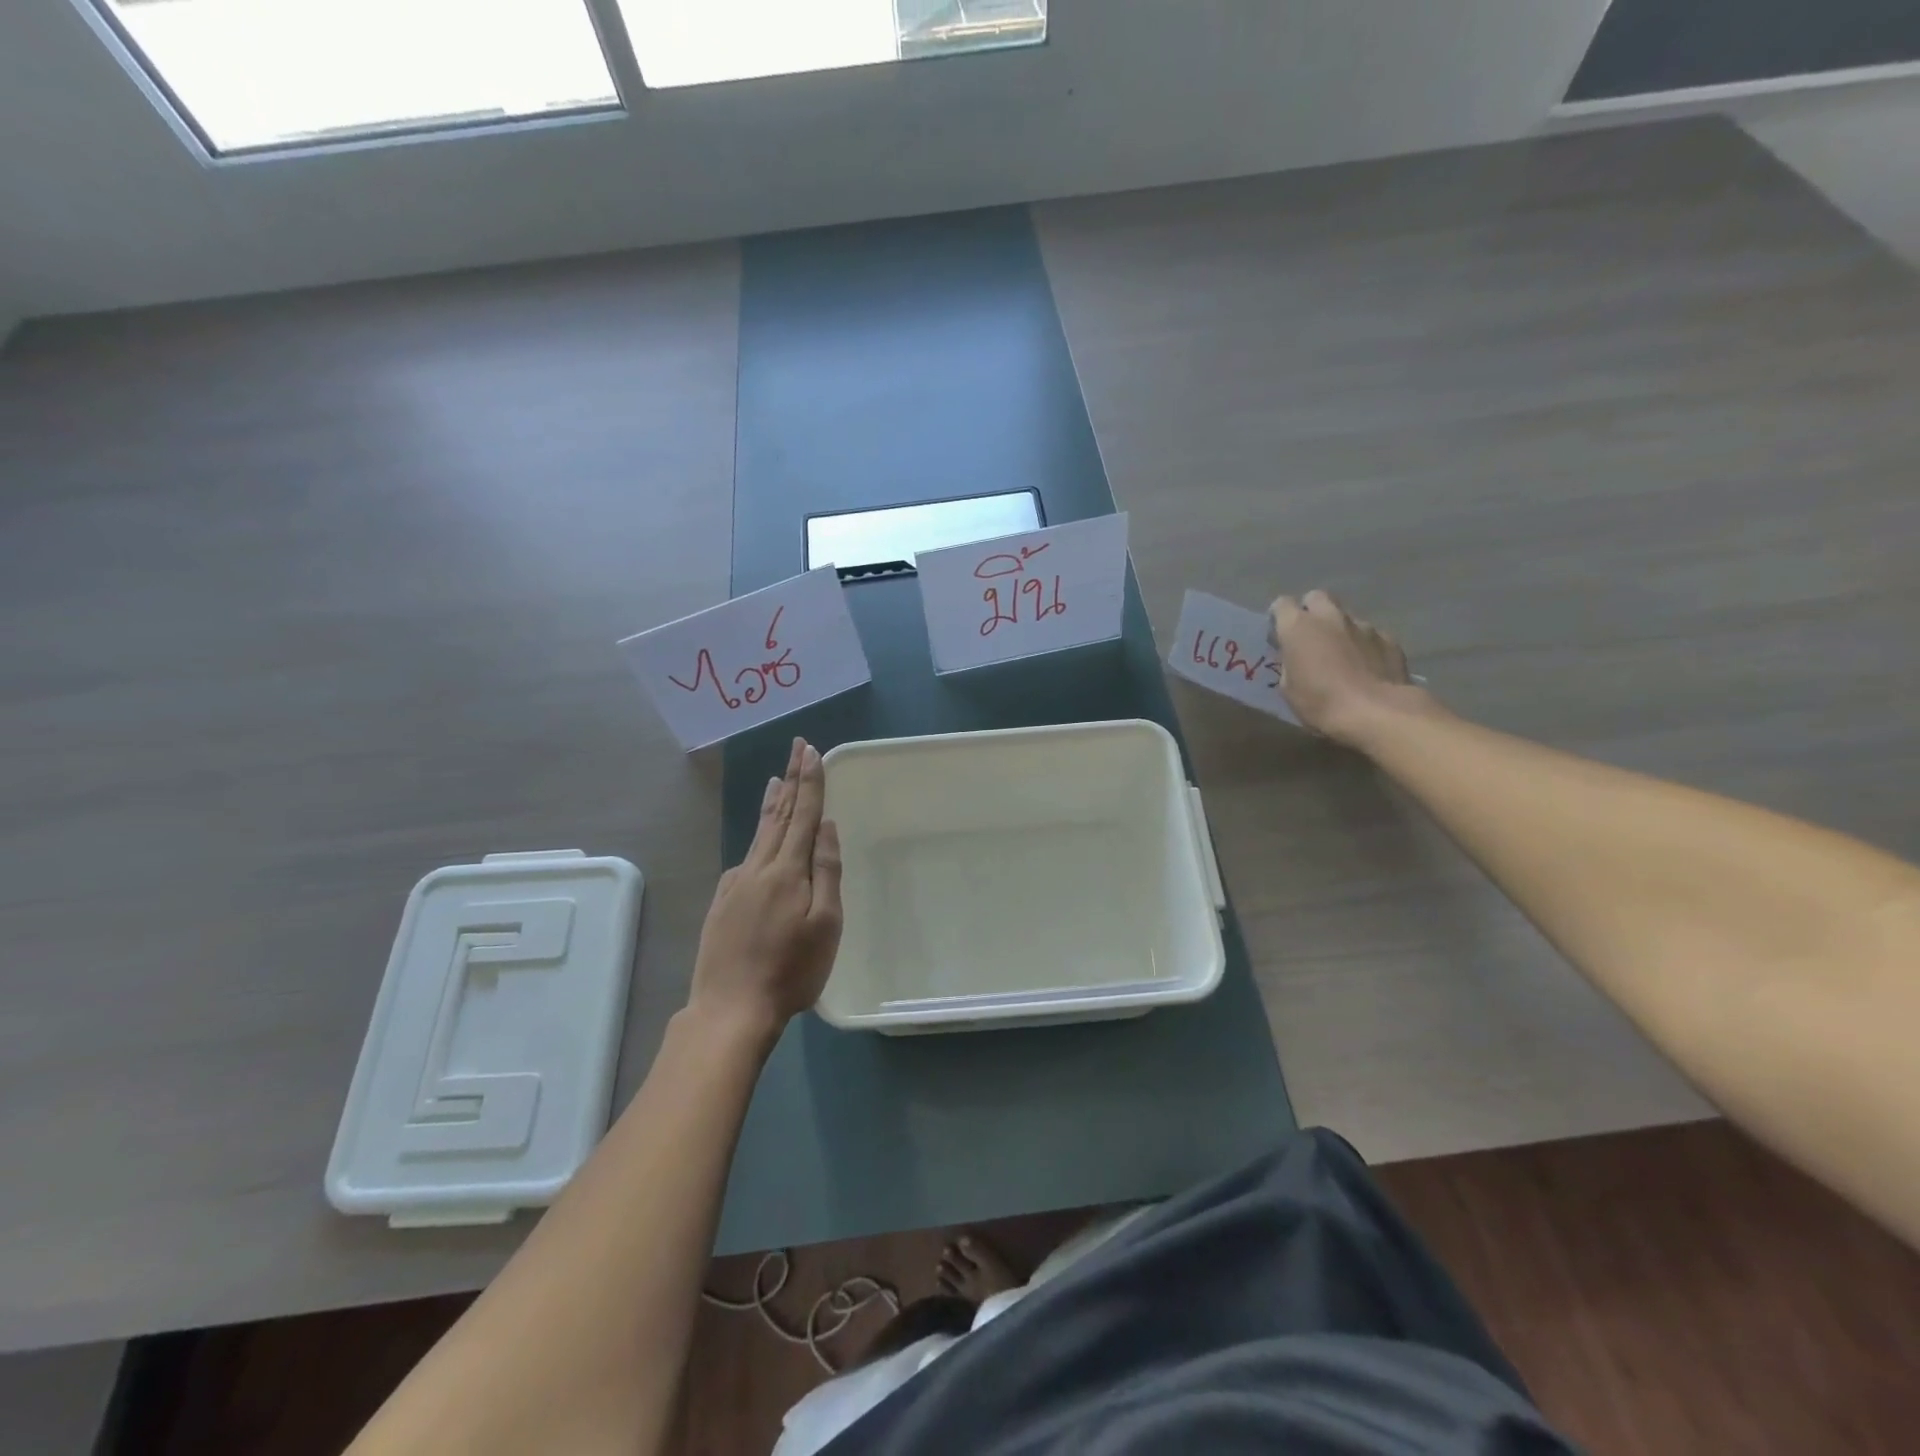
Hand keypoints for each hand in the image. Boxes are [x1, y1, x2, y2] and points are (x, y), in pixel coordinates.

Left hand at [688, 737, 843, 1039]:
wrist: (730, 1010)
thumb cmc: (790, 970)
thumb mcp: (825, 924)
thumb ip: (826, 871)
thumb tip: (826, 826)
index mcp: (787, 871)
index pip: (803, 814)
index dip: (810, 782)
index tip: (811, 750)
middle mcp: (758, 868)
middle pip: (779, 816)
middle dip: (792, 779)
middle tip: (796, 747)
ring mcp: (735, 885)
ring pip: (759, 835)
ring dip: (772, 804)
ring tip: (776, 780)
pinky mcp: (722, 903)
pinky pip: (745, 859)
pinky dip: (757, 839)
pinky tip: (759, 843)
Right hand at [1267, 590, 1425, 746]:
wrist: (1377, 712)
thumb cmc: (1321, 703)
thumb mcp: (1288, 689)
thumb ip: (1290, 663)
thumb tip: (1297, 657)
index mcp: (1298, 627)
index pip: (1282, 604)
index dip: (1279, 617)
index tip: (1279, 634)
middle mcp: (1330, 617)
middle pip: (1316, 597)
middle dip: (1311, 611)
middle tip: (1310, 635)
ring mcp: (1363, 625)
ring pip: (1345, 616)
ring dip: (1339, 629)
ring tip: (1341, 655)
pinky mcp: (1389, 639)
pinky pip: (1370, 634)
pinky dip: (1364, 645)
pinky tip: (1366, 666)